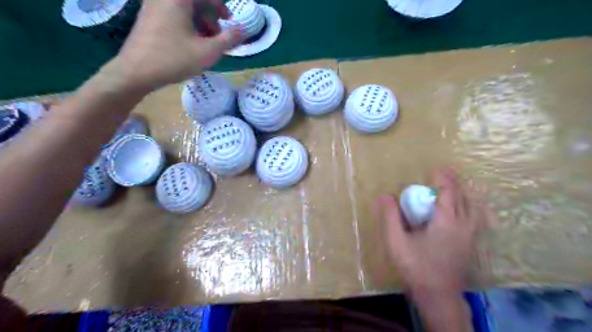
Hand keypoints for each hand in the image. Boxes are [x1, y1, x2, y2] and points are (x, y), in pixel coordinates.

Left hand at [113, 0, 242, 91]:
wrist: (136, 72)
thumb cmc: (174, 59)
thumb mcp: (208, 52)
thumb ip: (229, 39)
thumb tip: (244, 29)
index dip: (220, 6)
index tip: (229, 21)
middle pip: (194, 1)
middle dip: (210, 16)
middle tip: (218, 36)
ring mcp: (153, 7)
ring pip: (184, 8)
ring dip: (200, 22)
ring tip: (206, 44)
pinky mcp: (148, 18)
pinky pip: (173, 15)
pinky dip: (187, 25)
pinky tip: (191, 44)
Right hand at [376, 168, 487, 295]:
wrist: (438, 296)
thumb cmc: (416, 267)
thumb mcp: (397, 241)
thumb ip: (391, 217)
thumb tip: (385, 196)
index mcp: (446, 221)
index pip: (448, 192)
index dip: (443, 178)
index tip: (436, 169)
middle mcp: (463, 225)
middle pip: (464, 197)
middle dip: (455, 183)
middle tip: (444, 175)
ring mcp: (471, 236)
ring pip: (475, 208)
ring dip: (466, 194)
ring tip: (456, 189)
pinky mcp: (472, 245)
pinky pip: (478, 219)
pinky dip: (474, 208)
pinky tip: (468, 212)